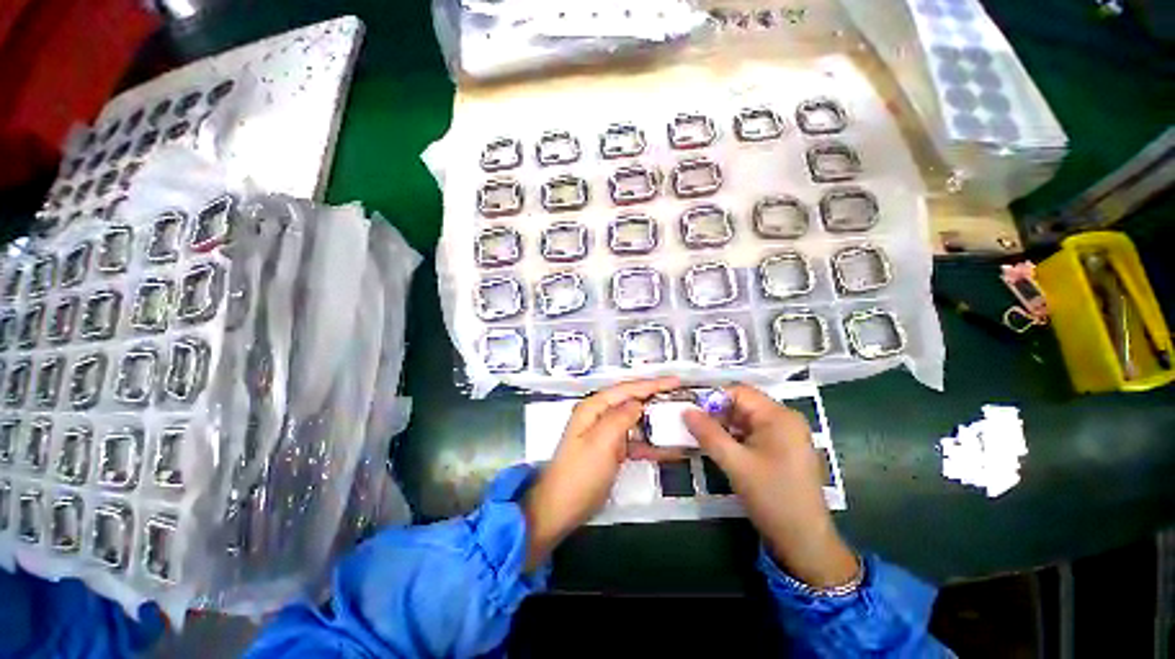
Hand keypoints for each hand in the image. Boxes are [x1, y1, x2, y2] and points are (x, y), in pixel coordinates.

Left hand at [523, 377, 681, 571]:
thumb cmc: (579, 475)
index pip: (626, 389)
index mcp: (593, 408)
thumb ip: (620, 418)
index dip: (652, 384)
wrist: (560, 509)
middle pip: (631, 400)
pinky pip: (633, 440)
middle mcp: (598, 415)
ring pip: (634, 420)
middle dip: (655, 397)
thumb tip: (638, 403)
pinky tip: (667, 448)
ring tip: (678, 419)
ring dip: (655, 420)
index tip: (676, 381)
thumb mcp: (601, 443)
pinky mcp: (610, 450)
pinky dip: (649, 443)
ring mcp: (604, 433)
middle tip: (680, 396)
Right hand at [683, 384, 857, 587]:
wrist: (804, 542)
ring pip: (745, 420)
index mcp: (778, 416)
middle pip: (742, 404)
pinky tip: (717, 447)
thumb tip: (686, 411)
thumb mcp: (735, 464)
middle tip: (691, 424)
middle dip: (716, 412)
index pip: (739, 392)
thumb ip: (708, 434)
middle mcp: (784, 419)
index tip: (689, 409)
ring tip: (699, 435)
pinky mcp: (782, 450)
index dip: (712, 397)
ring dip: (723, 426)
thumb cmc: (772, 498)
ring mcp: (785, 435)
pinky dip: (734, 437)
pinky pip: (752, 434)